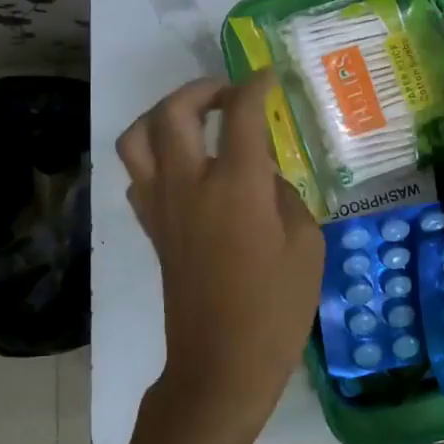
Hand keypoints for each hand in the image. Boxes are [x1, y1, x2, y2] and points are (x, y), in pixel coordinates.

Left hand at [117, 73, 323, 442]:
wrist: (220, 365)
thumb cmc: (275, 309)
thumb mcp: (306, 245)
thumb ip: (287, 197)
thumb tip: (267, 178)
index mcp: (235, 185)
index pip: (240, 112)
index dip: (255, 86)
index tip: (268, 78)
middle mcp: (189, 184)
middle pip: (172, 111)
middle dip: (199, 89)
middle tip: (227, 94)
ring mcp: (162, 206)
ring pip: (137, 138)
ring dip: (162, 116)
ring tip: (194, 120)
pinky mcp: (151, 229)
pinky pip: (138, 175)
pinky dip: (154, 156)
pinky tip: (183, 167)